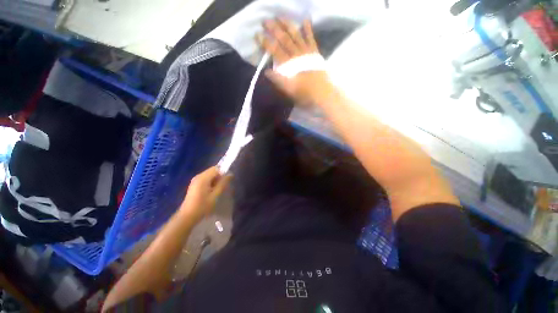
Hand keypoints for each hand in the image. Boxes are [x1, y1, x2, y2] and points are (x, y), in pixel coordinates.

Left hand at [179, 166, 231, 222]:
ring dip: (216, 179)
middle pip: (213, 171)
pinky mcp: (195, 184)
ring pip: (210, 175)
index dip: (224, 172)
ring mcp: (196, 180)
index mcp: (203, 178)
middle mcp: (198, 176)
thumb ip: (223, 183)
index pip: (216, 168)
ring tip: (218, 189)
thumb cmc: (203, 206)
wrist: (188, 216)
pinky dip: (211, 182)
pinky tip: (212, 191)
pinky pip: (206, 179)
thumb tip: (230, 174)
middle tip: (223, 186)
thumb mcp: (215, 195)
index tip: (228, 180)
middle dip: (220, 176)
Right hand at [257, 18, 331, 104]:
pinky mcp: (314, 51)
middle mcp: (296, 54)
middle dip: (274, 29)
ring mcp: (306, 51)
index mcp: (288, 64)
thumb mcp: (288, 89)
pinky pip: (310, 38)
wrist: (321, 92)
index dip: (265, 41)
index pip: (274, 50)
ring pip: (295, 34)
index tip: (257, 34)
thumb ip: (277, 80)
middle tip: (265, 21)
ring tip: (280, 17)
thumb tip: (266, 71)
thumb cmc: (303, 92)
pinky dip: (308, 29)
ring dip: (287, 25)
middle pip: (283, 38)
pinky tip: (305, 20)